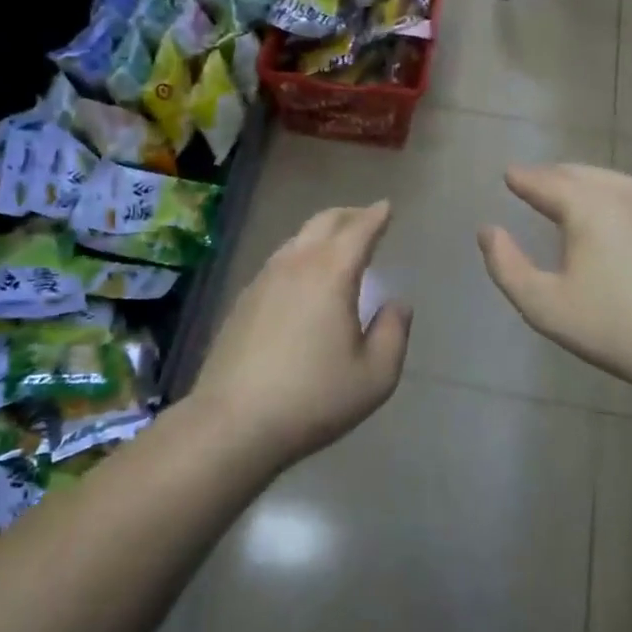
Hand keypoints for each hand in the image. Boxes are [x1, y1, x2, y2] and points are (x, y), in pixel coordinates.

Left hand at [192, 201, 411, 465]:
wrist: (233, 423)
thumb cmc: (313, 399)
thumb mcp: (375, 376)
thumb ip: (394, 333)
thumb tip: (398, 303)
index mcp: (330, 275)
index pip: (358, 231)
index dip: (376, 216)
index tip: (387, 207)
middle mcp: (295, 266)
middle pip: (323, 223)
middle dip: (348, 215)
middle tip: (366, 217)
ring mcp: (262, 280)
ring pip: (296, 240)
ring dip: (321, 233)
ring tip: (336, 244)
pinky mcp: (242, 301)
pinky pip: (278, 262)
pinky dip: (299, 255)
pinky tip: (302, 277)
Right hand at [478, 163, 631, 394]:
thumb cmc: (612, 327)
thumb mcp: (543, 305)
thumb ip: (507, 266)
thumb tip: (488, 231)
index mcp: (587, 207)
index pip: (546, 182)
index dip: (524, 178)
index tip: (510, 174)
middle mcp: (626, 196)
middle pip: (583, 175)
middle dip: (556, 175)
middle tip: (538, 181)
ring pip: (619, 183)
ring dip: (591, 183)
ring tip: (576, 192)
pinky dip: (624, 202)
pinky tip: (623, 220)